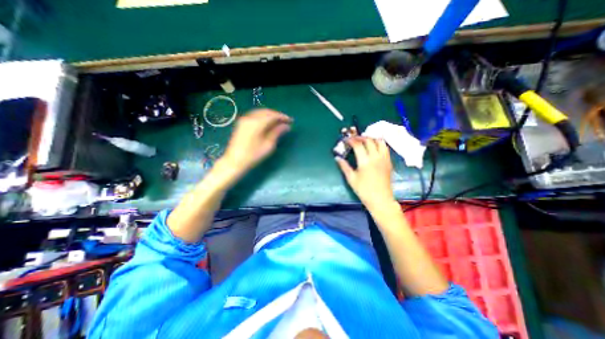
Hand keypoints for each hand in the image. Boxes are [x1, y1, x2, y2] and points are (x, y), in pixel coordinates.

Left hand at [222, 109, 291, 174]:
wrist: (234, 161)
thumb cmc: (253, 155)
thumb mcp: (268, 145)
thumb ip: (277, 132)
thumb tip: (286, 126)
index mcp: (257, 123)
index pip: (273, 115)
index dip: (283, 117)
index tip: (291, 121)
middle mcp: (250, 117)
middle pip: (266, 112)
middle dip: (277, 115)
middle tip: (285, 121)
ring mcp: (244, 119)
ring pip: (260, 112)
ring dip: (270, 115)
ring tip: (278, 122)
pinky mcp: (241, 123)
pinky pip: (255, 115)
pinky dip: (263, 117)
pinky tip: (268, 123)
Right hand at [335, 136, 397, 209]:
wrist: (380, 199)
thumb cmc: (363, 190)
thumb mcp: (351, 178)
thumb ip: (344, 166)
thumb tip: (337, 158)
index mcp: (365, 161)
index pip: (358, 145)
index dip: (351, 140)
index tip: (346, 139)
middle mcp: (375, 157)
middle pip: (368, 140)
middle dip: (360, 137)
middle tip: (354, 139)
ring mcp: (384, 158)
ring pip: (379, 142)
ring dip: (371, 138)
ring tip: (364, 140)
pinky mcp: (389, 161)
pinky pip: (385, 148)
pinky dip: (379, 143)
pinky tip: (374, 146)